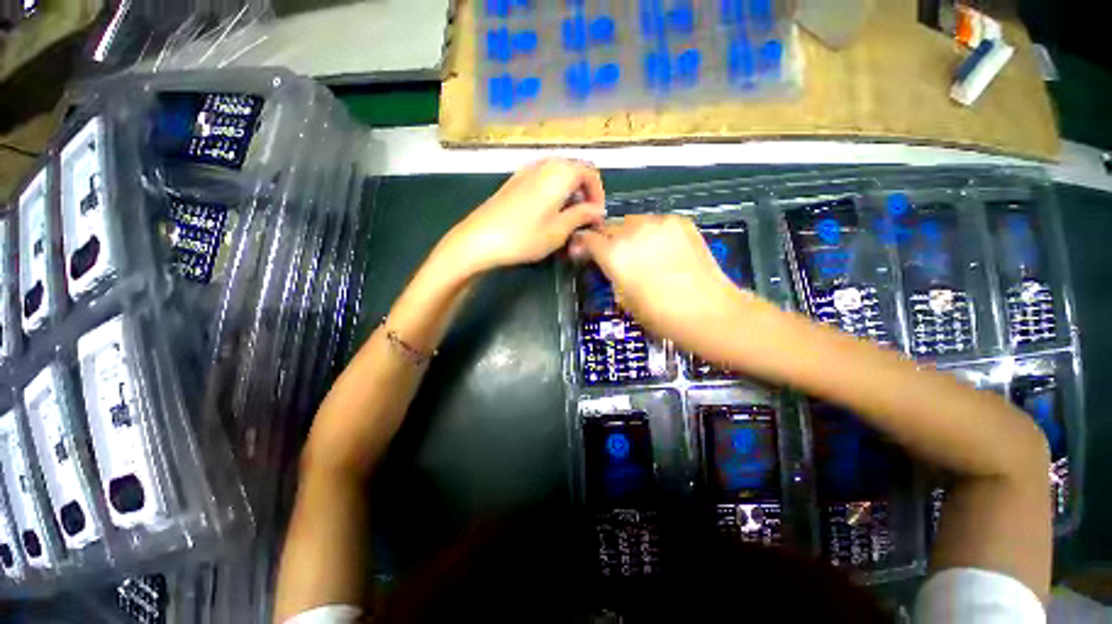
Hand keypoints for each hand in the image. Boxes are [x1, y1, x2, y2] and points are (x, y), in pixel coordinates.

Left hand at [437, 159, 606, 275]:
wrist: (479, 239)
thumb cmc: (524, 237)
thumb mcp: (559, 231)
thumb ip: (582, 216)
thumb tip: (598, 210)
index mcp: (560, 172)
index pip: (590, 173)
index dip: (598, 194)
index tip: (596, 217)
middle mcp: (544, 164)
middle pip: (574, 170)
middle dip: (584, 193)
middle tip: (583, 219)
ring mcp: (526, 170)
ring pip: (558, 175)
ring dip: (568, 193)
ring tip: (566, 218)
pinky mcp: (514, 181)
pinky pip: (542, 179)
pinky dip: (552, 192)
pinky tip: (546, 214)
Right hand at [570, 215, 757, 350]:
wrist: (708, 311)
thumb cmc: (659, 314)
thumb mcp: (623, 298)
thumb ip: (611, 273)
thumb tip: (606, 262)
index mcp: (614, 253)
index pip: (588, 239)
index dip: (583, 245)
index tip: (584, 253)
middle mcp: (633, 231)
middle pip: (610, 227)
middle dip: (607, 240)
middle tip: (614, 256)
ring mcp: (658, 223)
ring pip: (633, 222)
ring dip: (630, 234)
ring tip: (640, 253)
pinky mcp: (680, 221)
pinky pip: (656, 223)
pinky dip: (652, 233)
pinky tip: (662, 250)